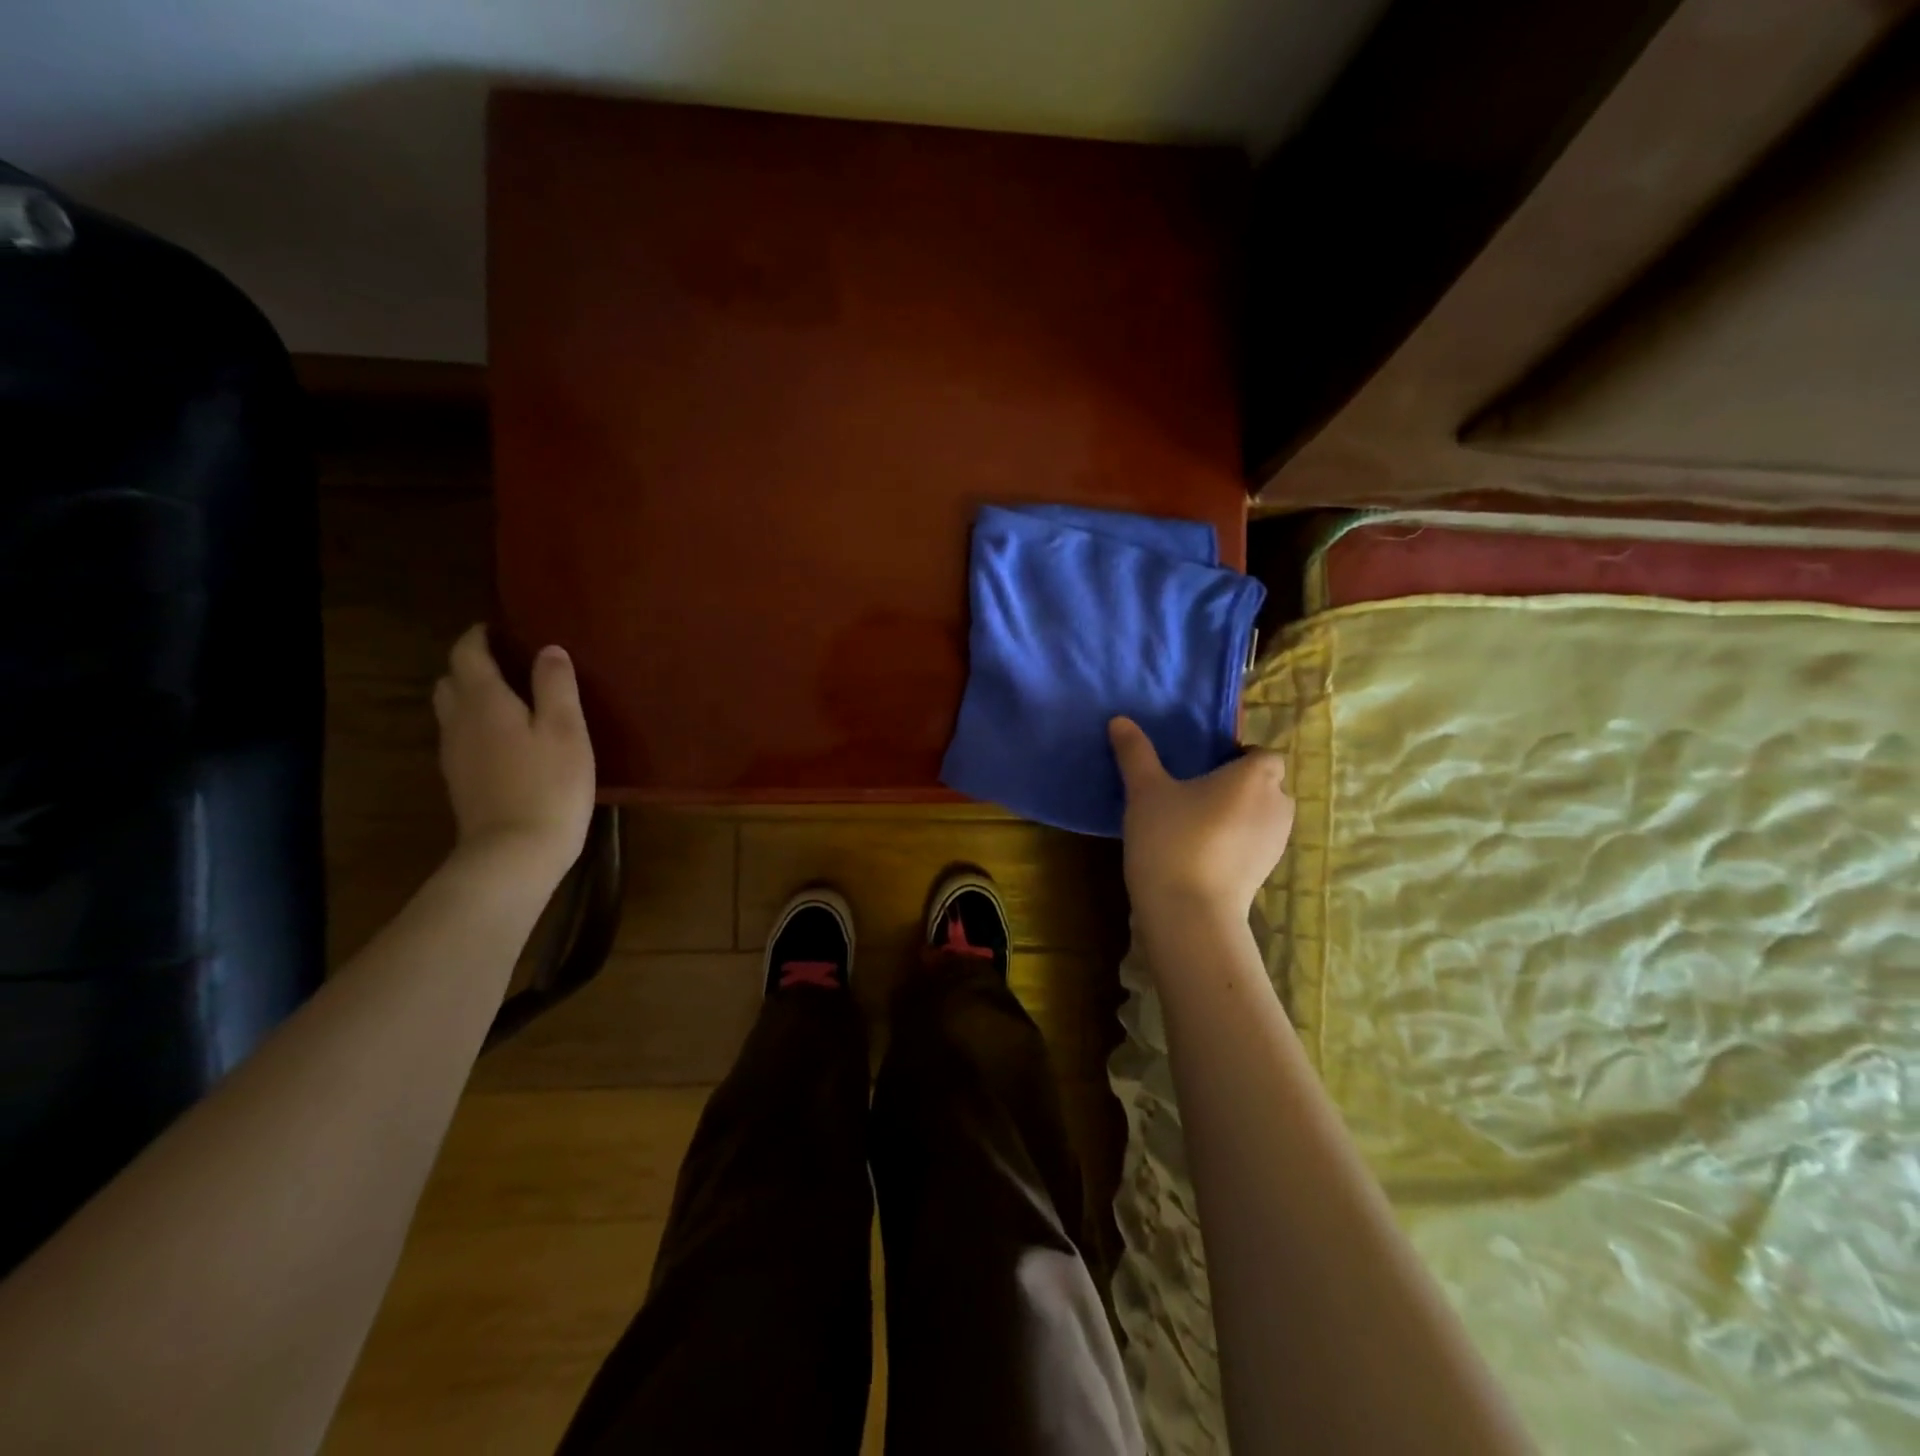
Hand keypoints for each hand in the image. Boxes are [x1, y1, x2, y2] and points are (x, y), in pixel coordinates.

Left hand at [433, 625, 594, 881]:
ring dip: (471, 697)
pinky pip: (461, 739)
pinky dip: (476, 727)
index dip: (479, 636)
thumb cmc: (549, 785)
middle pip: (450, 681)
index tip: (497, 628)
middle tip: (505, 664)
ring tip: (508, 700)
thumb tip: (548, 650)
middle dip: (470, 666)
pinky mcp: (461, 782)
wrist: (515, 852)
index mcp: (485, 702)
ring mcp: (455, 755)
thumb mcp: (567, 730)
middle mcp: (459, 722)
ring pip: (451, 711)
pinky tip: (506, 741)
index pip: (467, 654)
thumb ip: (556, 686)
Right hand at [1109, 716, 1293, 918]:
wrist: (1189, 913)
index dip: (1240, 756)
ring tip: (1195, 821)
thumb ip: (1135, 753)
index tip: (1206, 765)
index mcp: (1255, 777)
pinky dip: (1235, 842)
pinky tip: (1200, 851)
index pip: (1263, 754)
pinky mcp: (1265, 874)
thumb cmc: (1172, 839)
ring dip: (1237, 815)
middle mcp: (1277, 806)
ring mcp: (1275, 844)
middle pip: (1266, 785)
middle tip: (1195, 790)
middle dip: (1238, 785)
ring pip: (1260, 816)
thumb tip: (1120, 720)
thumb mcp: (1145, 791)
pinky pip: (1253, 844)